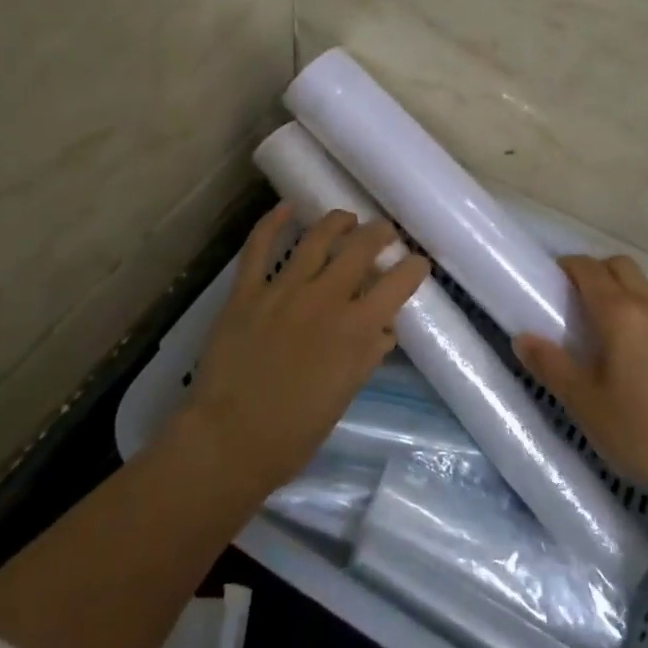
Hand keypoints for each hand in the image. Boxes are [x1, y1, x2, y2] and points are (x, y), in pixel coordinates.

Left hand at [179, 204, 429, 494]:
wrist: (229, 441)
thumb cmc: (294, 432)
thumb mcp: (344, 395)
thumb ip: (366, 355)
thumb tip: (383, 328)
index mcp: (355, 328)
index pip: (397, 283)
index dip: (413, 268)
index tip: (418, 263)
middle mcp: (325, 298)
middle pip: (361, 248)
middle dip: (380, 234)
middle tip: (386, 232)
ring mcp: (284, 290)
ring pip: (317, 238)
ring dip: (338, 222)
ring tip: (348, 218)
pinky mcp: (247, 292)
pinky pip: (260, 247)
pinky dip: (272, 222)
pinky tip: (286, 207)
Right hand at [515, 255, 647, 515]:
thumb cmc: (640, 429)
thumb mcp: (584, 401)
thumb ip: (551, 365)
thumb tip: (522, 338)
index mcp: (619, 311)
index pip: (588, 269)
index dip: (565, 267)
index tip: (544, 281)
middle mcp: (646, 306)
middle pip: (618, 265)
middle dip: (592, 270)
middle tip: (567, 299)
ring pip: (639, 282)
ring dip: (615, 286)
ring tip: (592, 320)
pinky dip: (632, 305)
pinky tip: (620, 343)